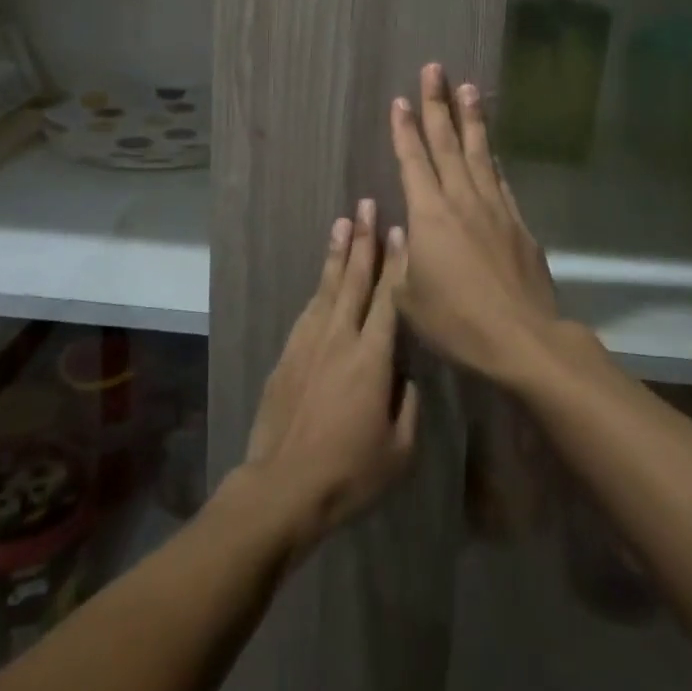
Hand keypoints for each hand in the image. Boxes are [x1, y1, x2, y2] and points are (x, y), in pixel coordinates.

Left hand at [243, 199, 419, 554]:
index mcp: (372, 358)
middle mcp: (340, 338)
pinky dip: (320, 286)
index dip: (396, 263)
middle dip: (363, 239)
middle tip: (366, 204)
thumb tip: (405, 375)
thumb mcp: (399, 449)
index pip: (388, 298)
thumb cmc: (349, 472)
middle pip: (354, 279)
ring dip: (338, 253)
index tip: (399, 231)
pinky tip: (324, 277)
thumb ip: (408, 404)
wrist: (283, 485)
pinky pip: (310, 309)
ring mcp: (309, 342)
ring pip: (328, 287)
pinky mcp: (288, 353)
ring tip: (343, 223)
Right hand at [387, 63, 558, 383]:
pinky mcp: (519, 224)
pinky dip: (492, 158)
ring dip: (471, 119)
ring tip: (467, 89)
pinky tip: (490, 147)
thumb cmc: (456, 321)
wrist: (522, 339)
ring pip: (479, 153)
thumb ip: (401, 260)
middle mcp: (462, 200)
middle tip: (434, 70)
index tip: (400, 100)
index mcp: (429, 215)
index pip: (413, 161)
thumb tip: (404, 232)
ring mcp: (494, 208)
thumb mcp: (408, 298)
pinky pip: (500, 180)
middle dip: (437, 105)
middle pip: (447, 143)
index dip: (405, 130)